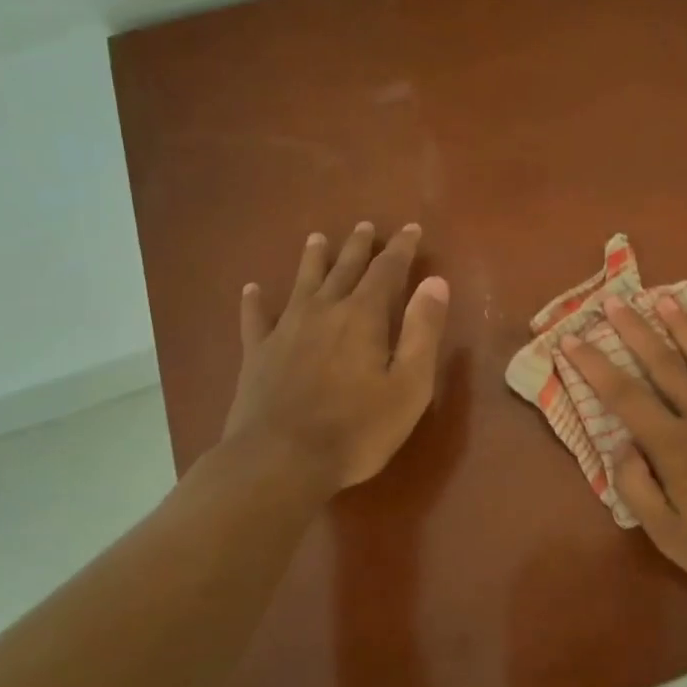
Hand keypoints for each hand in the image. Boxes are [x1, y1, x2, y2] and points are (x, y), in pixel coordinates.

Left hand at [219, 222, 449, 491]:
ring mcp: (286, 330)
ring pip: (302, 283)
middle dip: (358, 246)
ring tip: (317, 238)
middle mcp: (324, 311)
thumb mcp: (409, 385)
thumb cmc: (357, 428)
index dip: (401, 248)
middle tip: (365, 226)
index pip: (387, 270)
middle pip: (343, 269)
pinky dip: (255, 302)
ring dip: (312, 259)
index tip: (410, 228)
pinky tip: (251, 289)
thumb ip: (422, 331)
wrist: (280, 460)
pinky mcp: (258, 354)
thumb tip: (435, 282)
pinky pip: (255, 319)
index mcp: (363, 317)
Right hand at [564, 296, 686, 601]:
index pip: (624, 397)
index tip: (572, 339)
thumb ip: (638, 489)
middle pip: (664, 366)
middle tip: (614, 301)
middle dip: (635, 331)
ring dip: (683, 329)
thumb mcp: (671, 537)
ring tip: (664, 299)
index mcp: (675, 446)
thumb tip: (621, 447)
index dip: (594, 366)